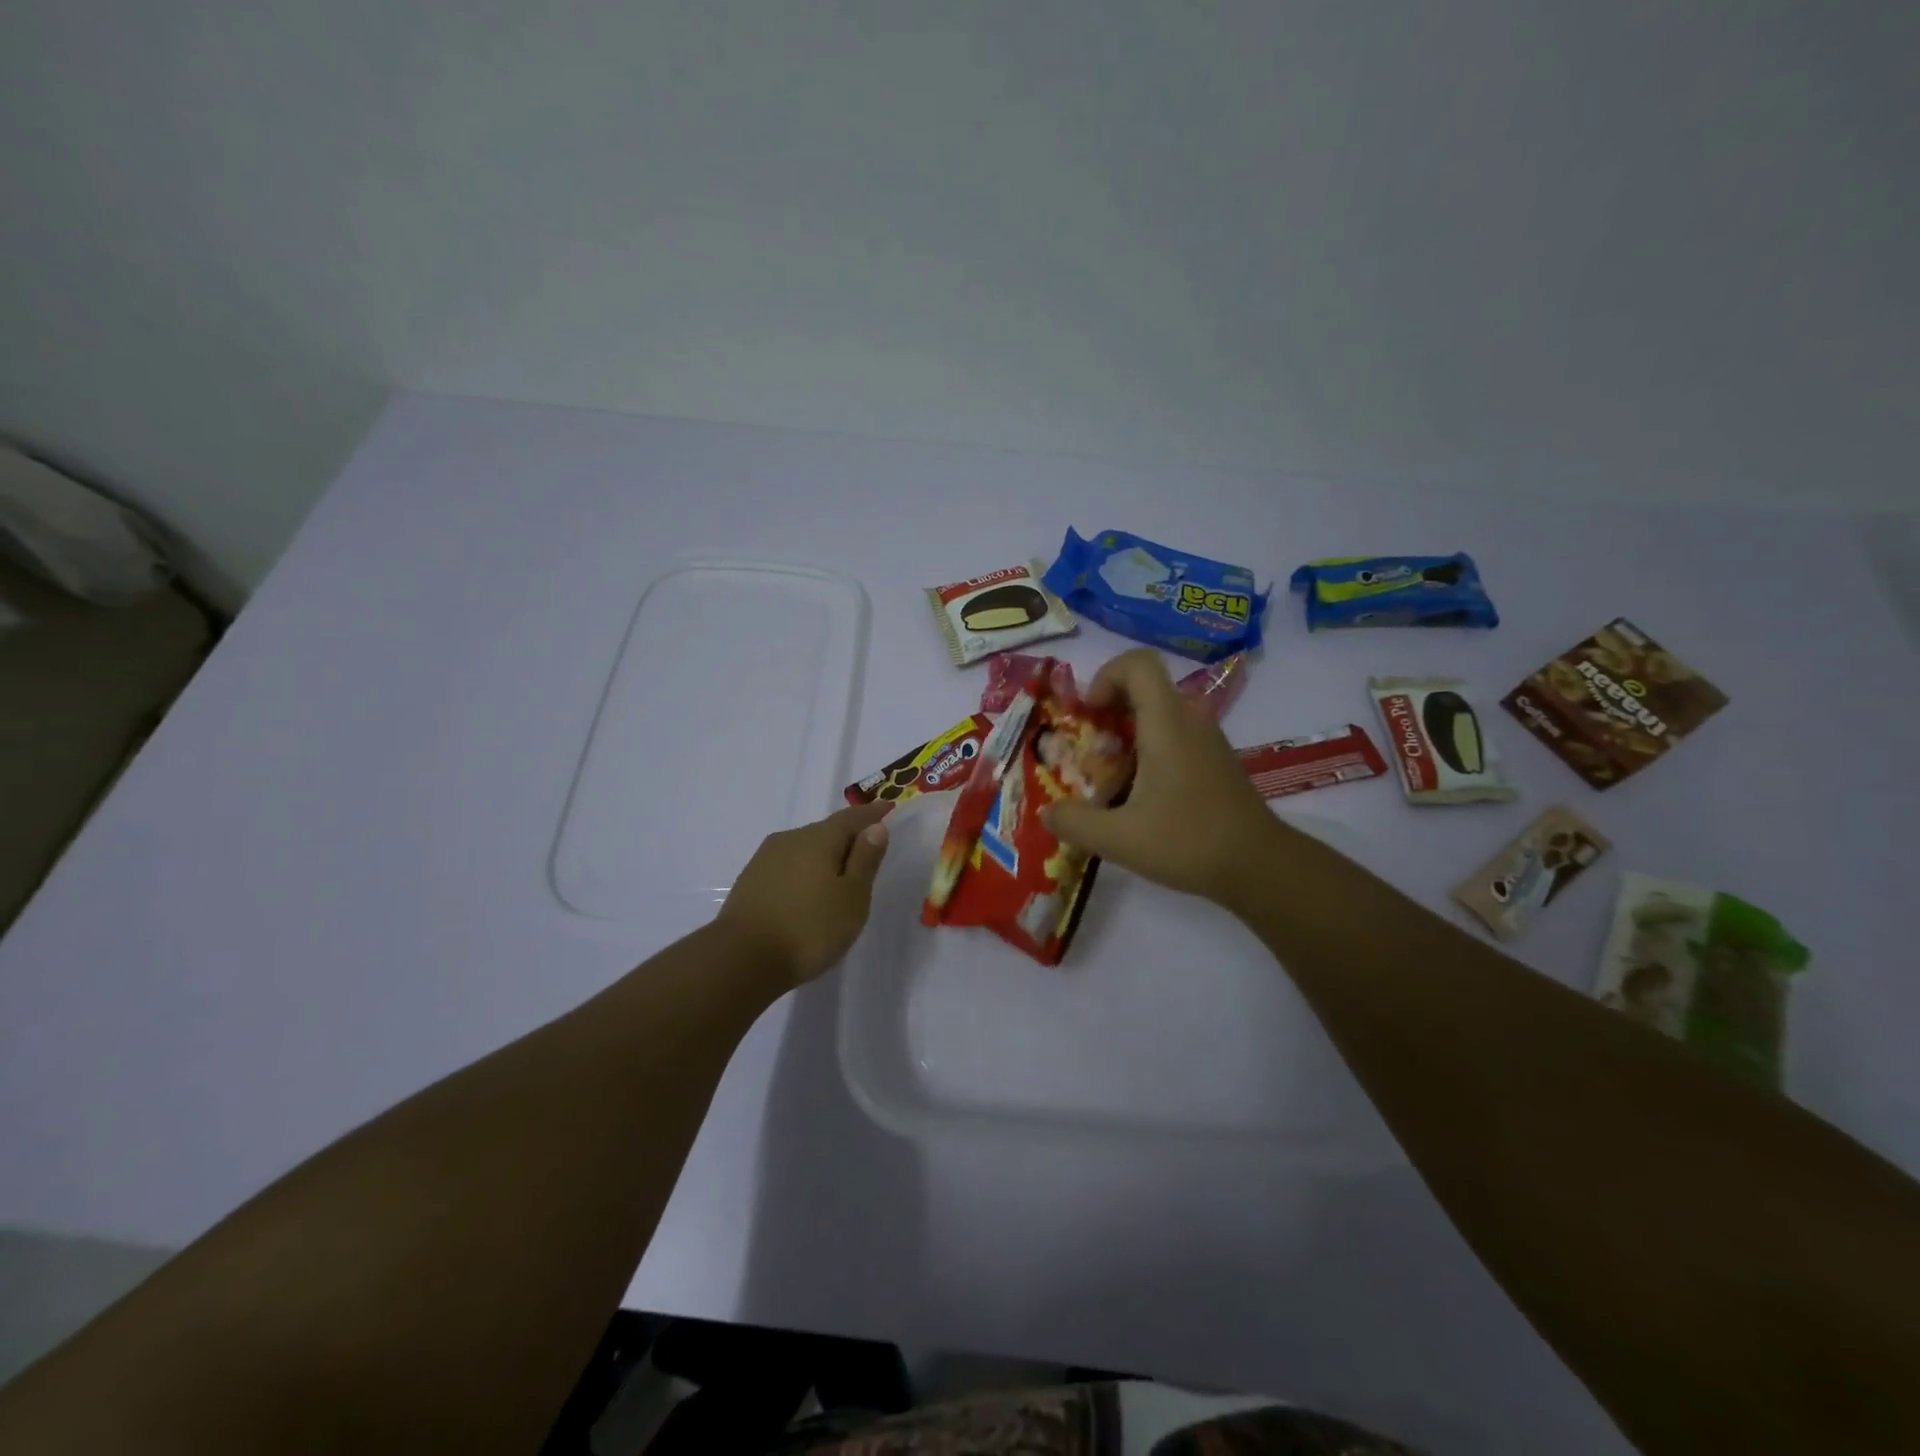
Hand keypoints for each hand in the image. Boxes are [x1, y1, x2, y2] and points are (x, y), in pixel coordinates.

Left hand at [717, 801, 891, 986]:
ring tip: (838, 879)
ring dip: (823, 858)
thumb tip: (875, 827)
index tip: (888, 808)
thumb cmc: (809, 928)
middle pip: (825, 831)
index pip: (851, 818)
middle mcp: (790, 840)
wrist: (741, 960)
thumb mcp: (852, 897)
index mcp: (819, 838)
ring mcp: (765, 860)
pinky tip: (807, 894)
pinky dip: (803, 873)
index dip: (872, 814)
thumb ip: (865, 860)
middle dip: (847, 838)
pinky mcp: (750, 882)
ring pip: (804, 849)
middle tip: (866, 853)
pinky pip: (787, 867)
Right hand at [1042, 649, 1281, 907]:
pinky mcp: (1215, 760)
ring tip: (1111, 778)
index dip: (1106, 676)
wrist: (1261, 866)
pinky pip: (1175, 735)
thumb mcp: (1120, 839)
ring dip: (1128, 733)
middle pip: (1145, 687)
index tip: (1090, 713)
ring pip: (1160, 713)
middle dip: (1109, 710)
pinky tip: (1141, 795)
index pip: (1138, 663)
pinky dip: (1149, 750)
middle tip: (1091, 749)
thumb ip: (1075, 823)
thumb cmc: (1189, 842)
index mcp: (1167, 724)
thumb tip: (1047, 813)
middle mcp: (1190, 720)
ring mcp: (1208, 739)